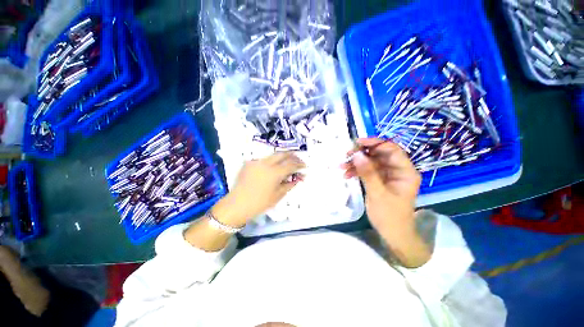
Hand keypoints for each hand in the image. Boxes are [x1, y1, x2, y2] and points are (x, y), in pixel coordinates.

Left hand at [213, 152, 305, 226]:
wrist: (237, 204)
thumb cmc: (260, 203)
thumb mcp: (278, 195)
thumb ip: (289, 184)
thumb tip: (298, 178)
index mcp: (274, 172)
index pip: (291, 164)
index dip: (299, 164)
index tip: (304, 166)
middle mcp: (266, 163)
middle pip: (283, 154)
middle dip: (292, 155)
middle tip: (297, 160)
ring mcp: (256, 162)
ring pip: (273, 155)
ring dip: (282, 157)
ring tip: (287, 162)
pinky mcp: (249, 163)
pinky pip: (263, 160)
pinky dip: (271, 162)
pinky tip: (272, 168)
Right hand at [342, 139, 429, 266]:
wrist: (392, 234)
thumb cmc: (390, 216)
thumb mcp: (378, 194)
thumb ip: (368, 173)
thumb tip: (357, 154)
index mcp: (405, 172)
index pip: (391, 149)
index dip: (375, 143)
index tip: (357, 143)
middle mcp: (397, 170)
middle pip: (379, 154)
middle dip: (361, 154)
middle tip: (346, 155)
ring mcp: (387, 175)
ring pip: (370, 162)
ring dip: (356, 163)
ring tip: (342, 167)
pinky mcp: (379, 180)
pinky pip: (367, 171)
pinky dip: (356, 171)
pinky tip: (346, 174)